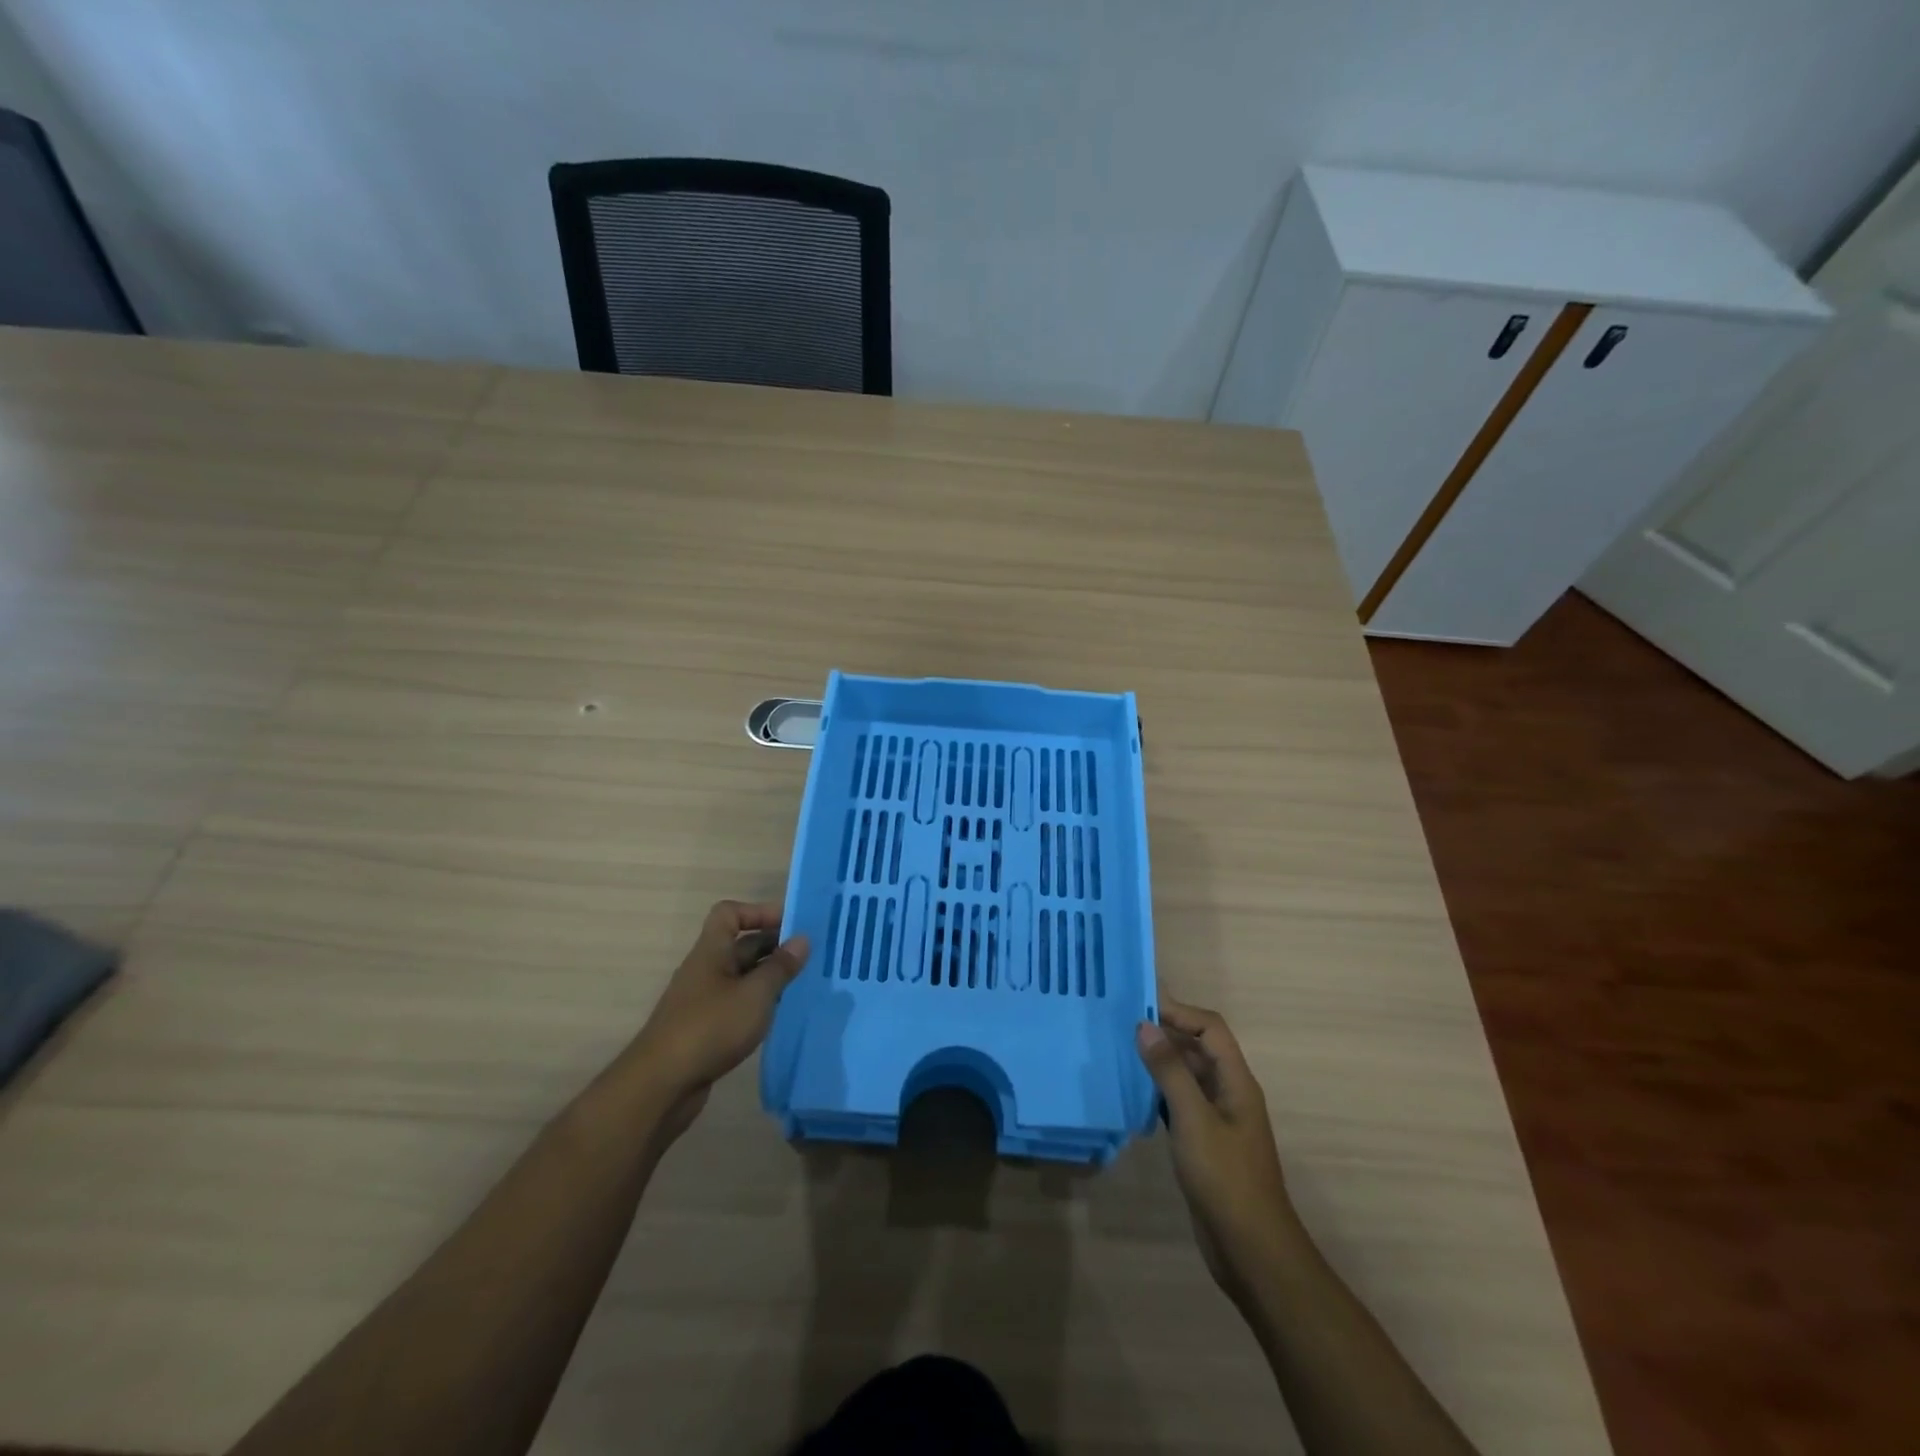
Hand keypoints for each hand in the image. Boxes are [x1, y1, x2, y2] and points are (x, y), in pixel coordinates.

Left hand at [628, 902, 809, 1133]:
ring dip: (769, 977)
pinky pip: (737, 1003)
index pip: (730, 913)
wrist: (661, 1085)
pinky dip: (758, 1003)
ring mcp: (703, 1000)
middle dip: (774, 946)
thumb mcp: (754, 994)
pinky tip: (779, 1015)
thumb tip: (802, 940)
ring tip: (803, 984)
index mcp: (711, 951)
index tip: (791, 926)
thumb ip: (780, 967)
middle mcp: (705, 969)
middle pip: (740, 944)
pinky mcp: (705, 1028)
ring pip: (741, 976)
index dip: (759, 912)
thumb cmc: (710, 1028)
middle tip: (810, 956)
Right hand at [1136, 998, 1298, 1299]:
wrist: (1252, 1251)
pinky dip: (1158, 1092)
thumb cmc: (1226, 1179)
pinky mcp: (1204, 1143)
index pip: (1210, 1028)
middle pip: (1198, 1048)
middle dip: (1165, 1032)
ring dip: (1159, 1061)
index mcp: (1236, 1081)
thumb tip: (1144, 1025)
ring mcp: (1217, 1119)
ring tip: (1121, 1052)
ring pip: (1187, 1076)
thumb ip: (1169, 1071)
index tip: (1140, 1005)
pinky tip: (1132, 1093)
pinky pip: (1180, 1103)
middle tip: (1122, 1024)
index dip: (1179, 1012)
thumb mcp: (1194, 1120)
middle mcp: (1229, 1093)